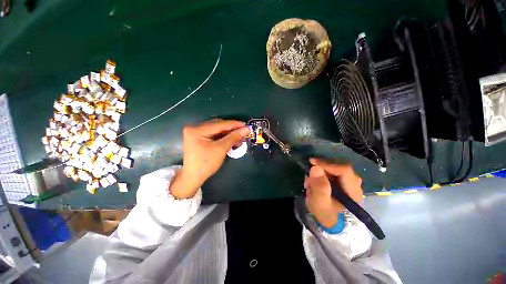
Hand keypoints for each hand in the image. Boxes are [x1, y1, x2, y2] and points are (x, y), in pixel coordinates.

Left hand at [170, 119, 250, 198]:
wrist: (193, 177)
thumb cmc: (206, 164)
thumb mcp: (221, 149)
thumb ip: (234, 137)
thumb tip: (246, 129)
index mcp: (197, 129)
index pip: (220, 124)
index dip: (234, 125)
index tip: (246, 125)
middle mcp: (194, 127)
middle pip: (218, 125)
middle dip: (232, 129)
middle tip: (243, 132)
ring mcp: (195, 132)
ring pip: (217, 129)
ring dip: (228, 133)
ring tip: (239, 136)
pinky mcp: (198, 137)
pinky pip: (213, 134)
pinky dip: (223, 136)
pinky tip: (231, 139)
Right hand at [304, 158, 362, 227]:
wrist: (330, 223)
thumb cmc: (325, 214)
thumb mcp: (319, 203)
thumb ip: (319, 187)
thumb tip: (316, 168)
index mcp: (353, 191)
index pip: (344, 170)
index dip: (328, 164)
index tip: (312, 163)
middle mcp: (355, 185)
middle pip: (340, 167)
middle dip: (323, 167)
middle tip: (310, 169)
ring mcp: (350, 184)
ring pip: (336, 168)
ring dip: (322, 170)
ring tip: (311, 179)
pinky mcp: (344, 183)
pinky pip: (334, 172)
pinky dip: (323, 173)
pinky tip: (315, 181)